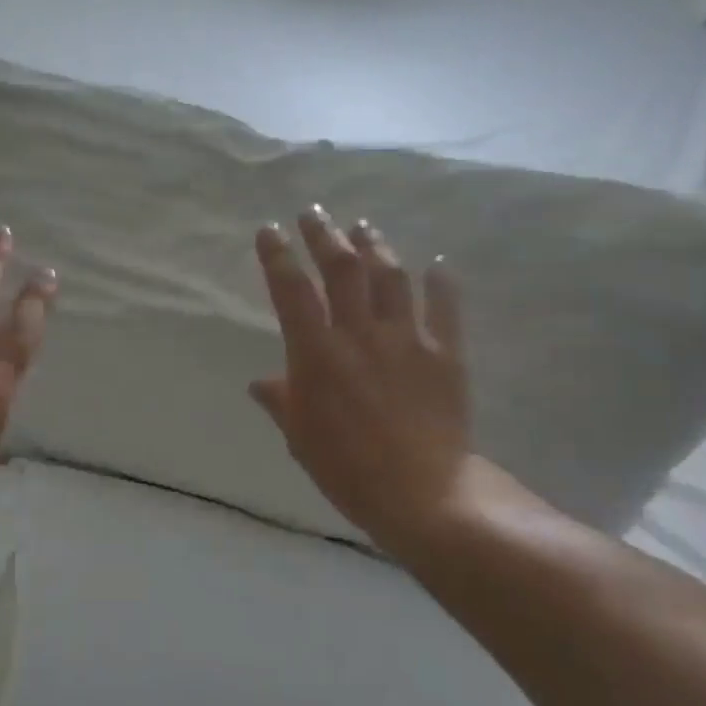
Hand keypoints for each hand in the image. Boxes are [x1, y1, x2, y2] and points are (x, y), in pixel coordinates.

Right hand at [251, 206, 511, 558]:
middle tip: (314, 213)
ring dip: (374, 247)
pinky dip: (442, 283)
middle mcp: (359, 335)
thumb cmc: (346, 469)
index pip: (291, 292)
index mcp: (316, 354)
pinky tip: (438, 264)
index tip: (269, 230)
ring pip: (390, 278)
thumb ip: (281, 401)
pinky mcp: (445, 354)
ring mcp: (406, 339)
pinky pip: (445, 308)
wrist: (422, 493)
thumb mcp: (300, 438)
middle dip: (324, 235)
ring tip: (363, 227)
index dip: (277, 257)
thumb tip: (261, 383)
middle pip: (341, 270)